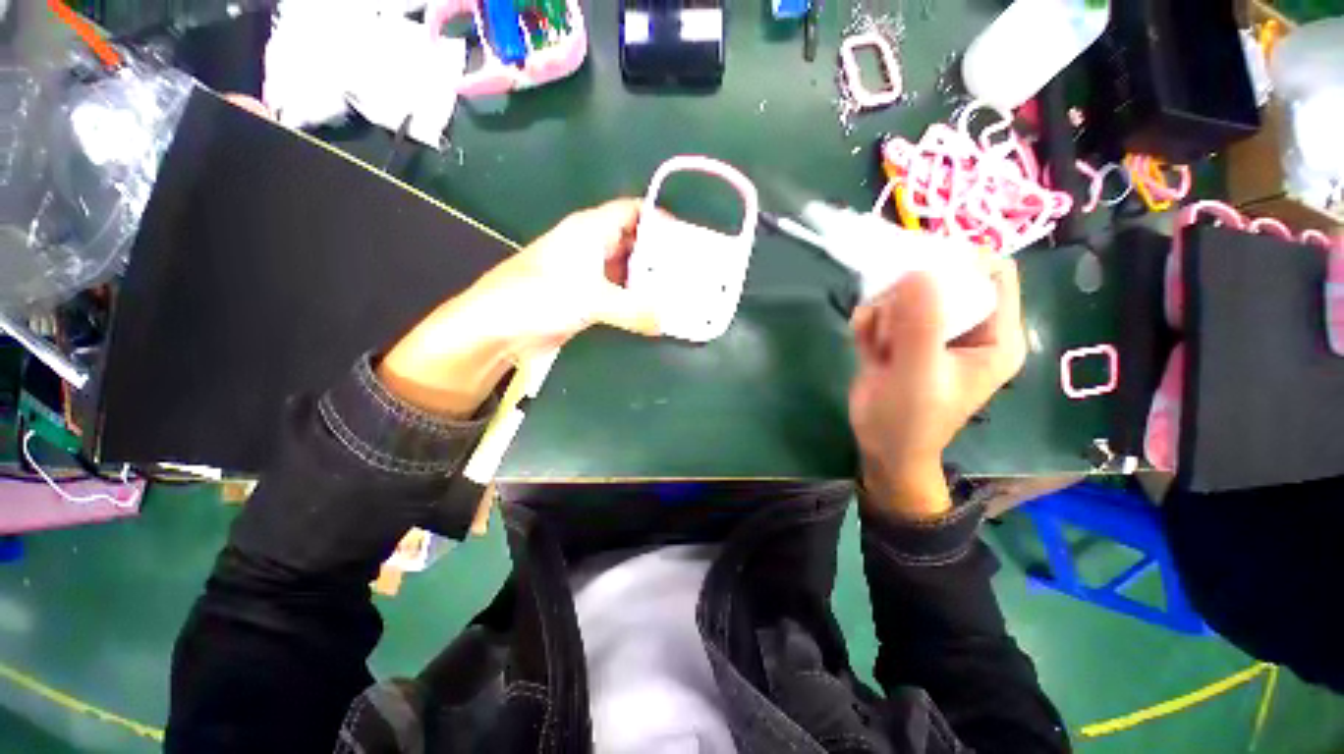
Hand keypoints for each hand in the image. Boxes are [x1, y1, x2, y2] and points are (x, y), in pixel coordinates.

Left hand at [378, 199, 660, 416]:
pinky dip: (636, 301)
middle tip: (691, 268)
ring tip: (680, 291)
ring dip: (650, 281)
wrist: (497, 328)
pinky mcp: (585, 299)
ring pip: (628, 270)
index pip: (632, 211)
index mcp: (590, 230)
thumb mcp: (591, 298)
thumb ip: (633, 309)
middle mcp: (591, 247)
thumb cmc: (539, 298)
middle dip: (661, 253)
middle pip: (634, 241)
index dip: (659, 217)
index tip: (687, 236)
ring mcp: (588, 274)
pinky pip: (619, 295)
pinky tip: (655, 312)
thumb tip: (667, 320)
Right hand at [848, 257, 1026, 519]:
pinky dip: (868, 320)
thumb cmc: (911, 419)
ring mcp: (930, 332)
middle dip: (909, 291)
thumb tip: (917, 270)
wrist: (880, 447)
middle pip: (943, 279)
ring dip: (883, 309)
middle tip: (889, 314)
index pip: (993, 274)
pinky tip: (863, 342)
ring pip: (906, 293)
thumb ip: (921, 325)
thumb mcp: (919, 373)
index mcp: (994, 335)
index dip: (960, 261)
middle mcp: (966, 328)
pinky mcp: (899, 338)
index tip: (918, 269)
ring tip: (877, 341)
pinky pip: (883, 310)